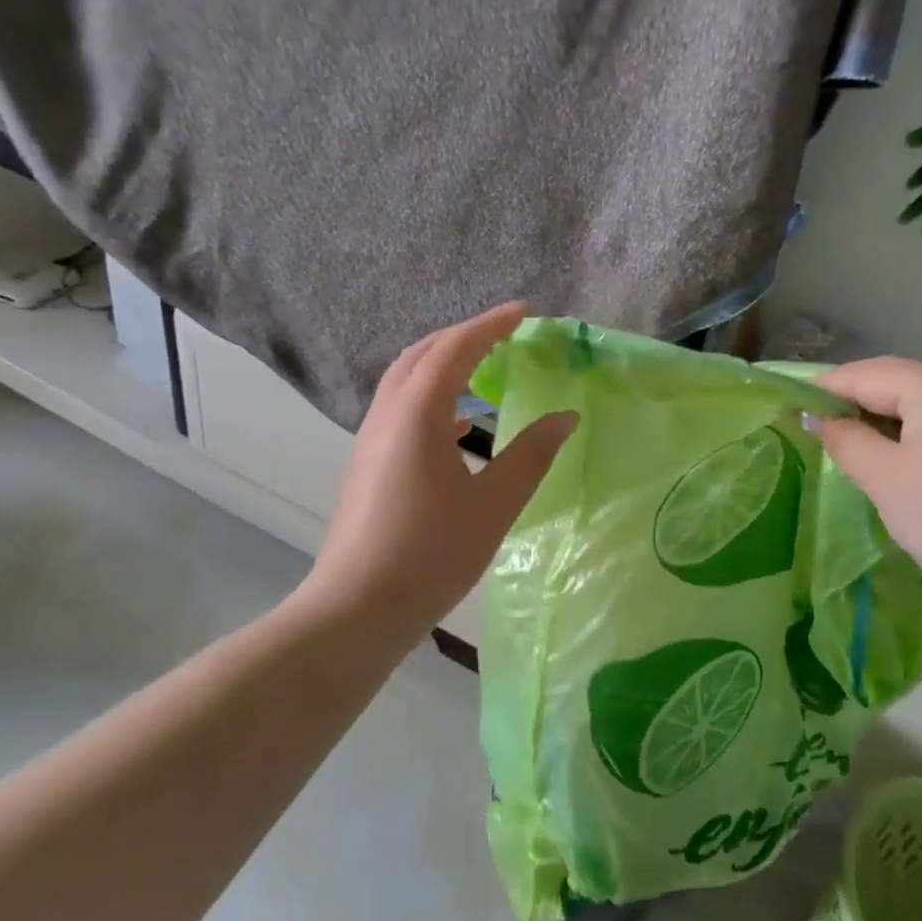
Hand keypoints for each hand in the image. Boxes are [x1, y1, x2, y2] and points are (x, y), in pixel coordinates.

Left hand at [304, 302, 575, 638]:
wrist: (357, 609)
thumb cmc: (431, 554)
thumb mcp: (493, 505)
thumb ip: (531, 456)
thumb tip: (564, 417)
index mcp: (417, 415)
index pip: (455, 349)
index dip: (491, 325)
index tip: (525, 311)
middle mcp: (387, 416)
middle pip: (422, 355)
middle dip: (463, 337)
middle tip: (504, 335)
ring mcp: (370, 440)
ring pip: (406, 382)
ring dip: (443, 365)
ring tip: (483, 369)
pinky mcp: (367, 465)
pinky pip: (400, 410)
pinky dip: (432, 399)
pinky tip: (459, 427)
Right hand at [808, 357, 921, 608]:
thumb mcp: (883, 477)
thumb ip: (843, 438)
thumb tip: (814, 417)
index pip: (869, 374)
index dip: (826, 387)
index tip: (792, 406)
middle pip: (898, 382)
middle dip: (854, 400)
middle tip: (815, 426)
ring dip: (882, 417)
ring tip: (848, 443)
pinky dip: (912, 432)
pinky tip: (895, 458)